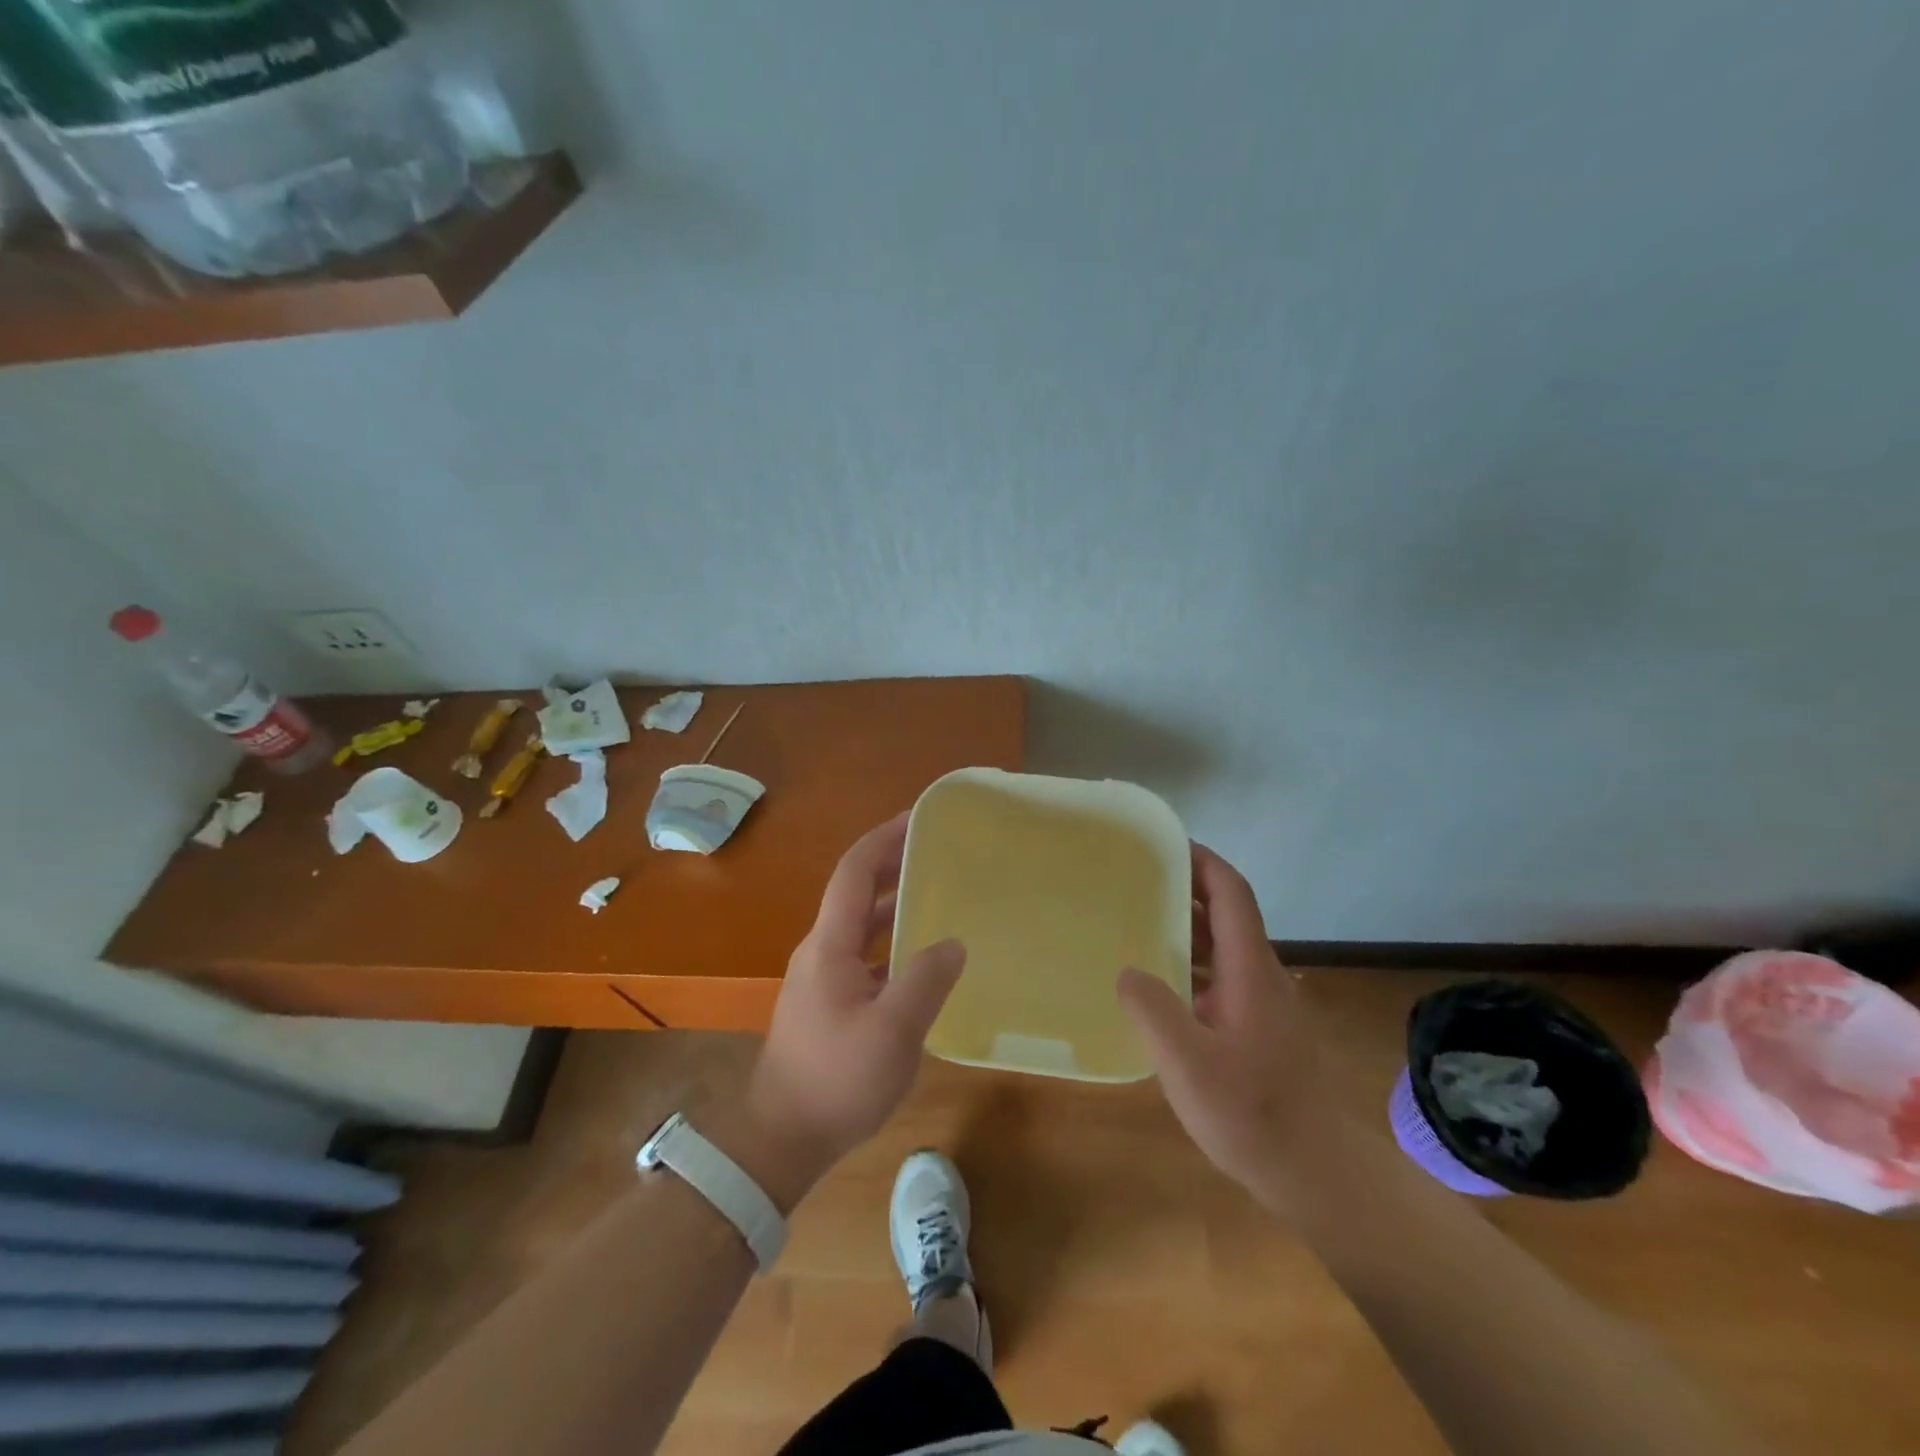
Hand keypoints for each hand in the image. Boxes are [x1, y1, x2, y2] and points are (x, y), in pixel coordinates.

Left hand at [731, 814, 964, 1208]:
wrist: (780, 1140)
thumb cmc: (836, 1080)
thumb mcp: (893, 1031)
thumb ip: (926, 980)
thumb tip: (952, 943)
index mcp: (830, 945)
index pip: (854, 872)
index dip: (884, 839)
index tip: (917, 819)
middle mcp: (820, 951)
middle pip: (855, 892)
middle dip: (891, 864)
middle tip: (935, 850)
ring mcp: (820, 978)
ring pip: (859, 926)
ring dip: (891, 904)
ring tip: (933, 894)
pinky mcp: (825, 1004)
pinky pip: (861, 956)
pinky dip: (889, 942)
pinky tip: (918, 959)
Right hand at [1117, 844, 1329, 1213]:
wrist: (1317, 1173)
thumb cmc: (1253, 1113)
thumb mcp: (1189, 1064)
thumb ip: (1153, 1011)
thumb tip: (1127, 971)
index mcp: (1250, 970)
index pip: (1232, 893)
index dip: (1202, 861)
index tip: (1163, 844)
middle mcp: (1261, 976)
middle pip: (1226, 914)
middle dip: (1184, 889)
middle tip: (1133, 882)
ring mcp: (1263, 1004)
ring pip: (1223, 948)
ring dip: (1185, 929)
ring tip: (1135, 924)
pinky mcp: (1259, 1029)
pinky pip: (1220, 978)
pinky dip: (1190, 966)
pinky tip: (1158, 987)